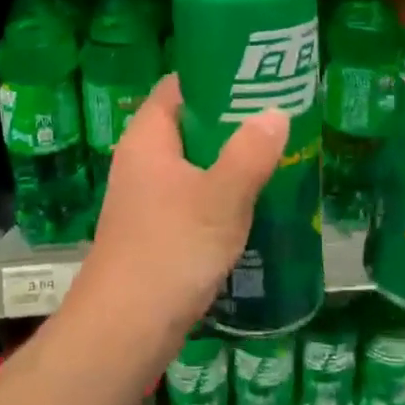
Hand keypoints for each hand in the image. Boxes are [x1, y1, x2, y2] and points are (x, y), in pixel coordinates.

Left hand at [73, 74, 287, 349]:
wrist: (124, 330)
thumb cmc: (170, 250)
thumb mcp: (220, 198)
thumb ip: (250, 153)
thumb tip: (276, 112)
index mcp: (148, 137)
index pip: (178, 86)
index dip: (215, 75)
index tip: (258, 74)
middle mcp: (142, 159)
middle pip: (189, 123)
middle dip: (232, 119)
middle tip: (280, 115)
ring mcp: (147, 196)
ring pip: (194, 163)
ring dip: (230, 159)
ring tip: (277, 154)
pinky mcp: (156, 229)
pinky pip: (193, 195)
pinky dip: (221, 192)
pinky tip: (255, 202)